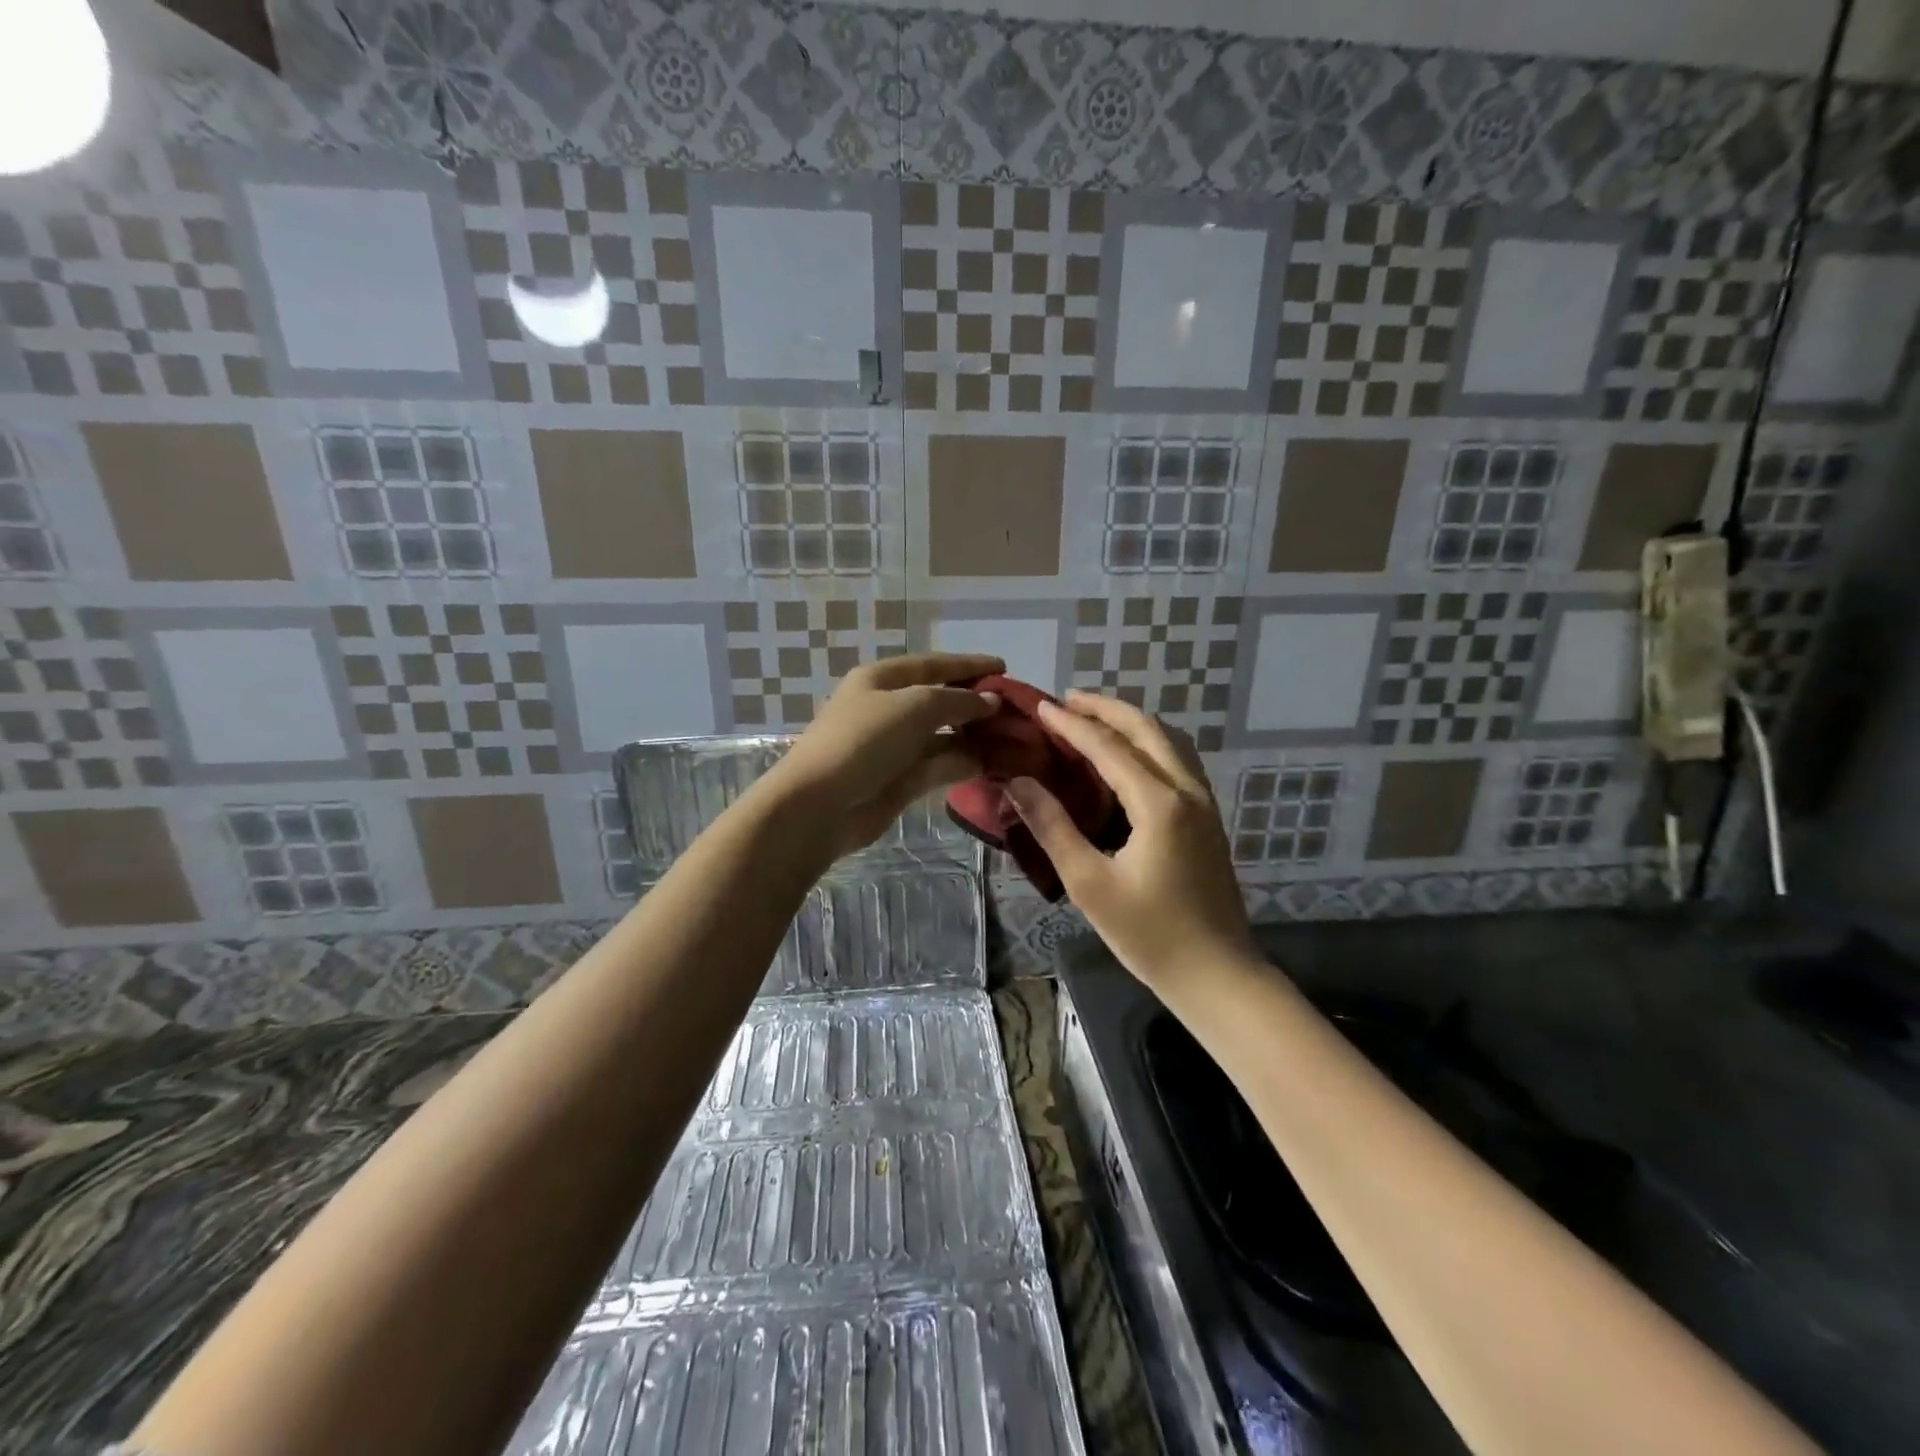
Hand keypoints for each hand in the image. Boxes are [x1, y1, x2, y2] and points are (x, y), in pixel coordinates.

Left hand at [761, 651, 1002, 857]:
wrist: (819, 805)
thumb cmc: (863, 741)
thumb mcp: (913, 707)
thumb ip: (957, 701)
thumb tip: (992, 701)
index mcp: (882, 679)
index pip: (934, 665)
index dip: (969, 665)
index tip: (1005, 667)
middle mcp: (889, 708)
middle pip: (940, 700)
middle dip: (976, 703)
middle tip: (1015, 710)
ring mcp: (895, 746)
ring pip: (943, 735)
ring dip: (975, 736)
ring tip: (1014, 738)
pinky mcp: (901, 780)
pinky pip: (940, 765)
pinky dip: (964, 763)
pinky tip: (993, 764)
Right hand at [1004, 692, 1254, 985]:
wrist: (1217, 974)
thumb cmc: (1149, 935)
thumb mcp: (1089, 884)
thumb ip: (1052, 827)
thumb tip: (1017, 782)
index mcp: (1159, 803)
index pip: (1107, 747)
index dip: (1070, 724)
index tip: (1039, 706)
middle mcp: (1187, 790)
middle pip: (1146, 728)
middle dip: (1105, 708)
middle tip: (1065, 701)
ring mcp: (1204, 802)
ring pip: (1168, 740)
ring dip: (1130, 721)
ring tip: (1092, 719)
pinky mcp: (1208, 817)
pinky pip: (1177, 760)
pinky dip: (1148, 742)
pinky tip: (1127, 756)